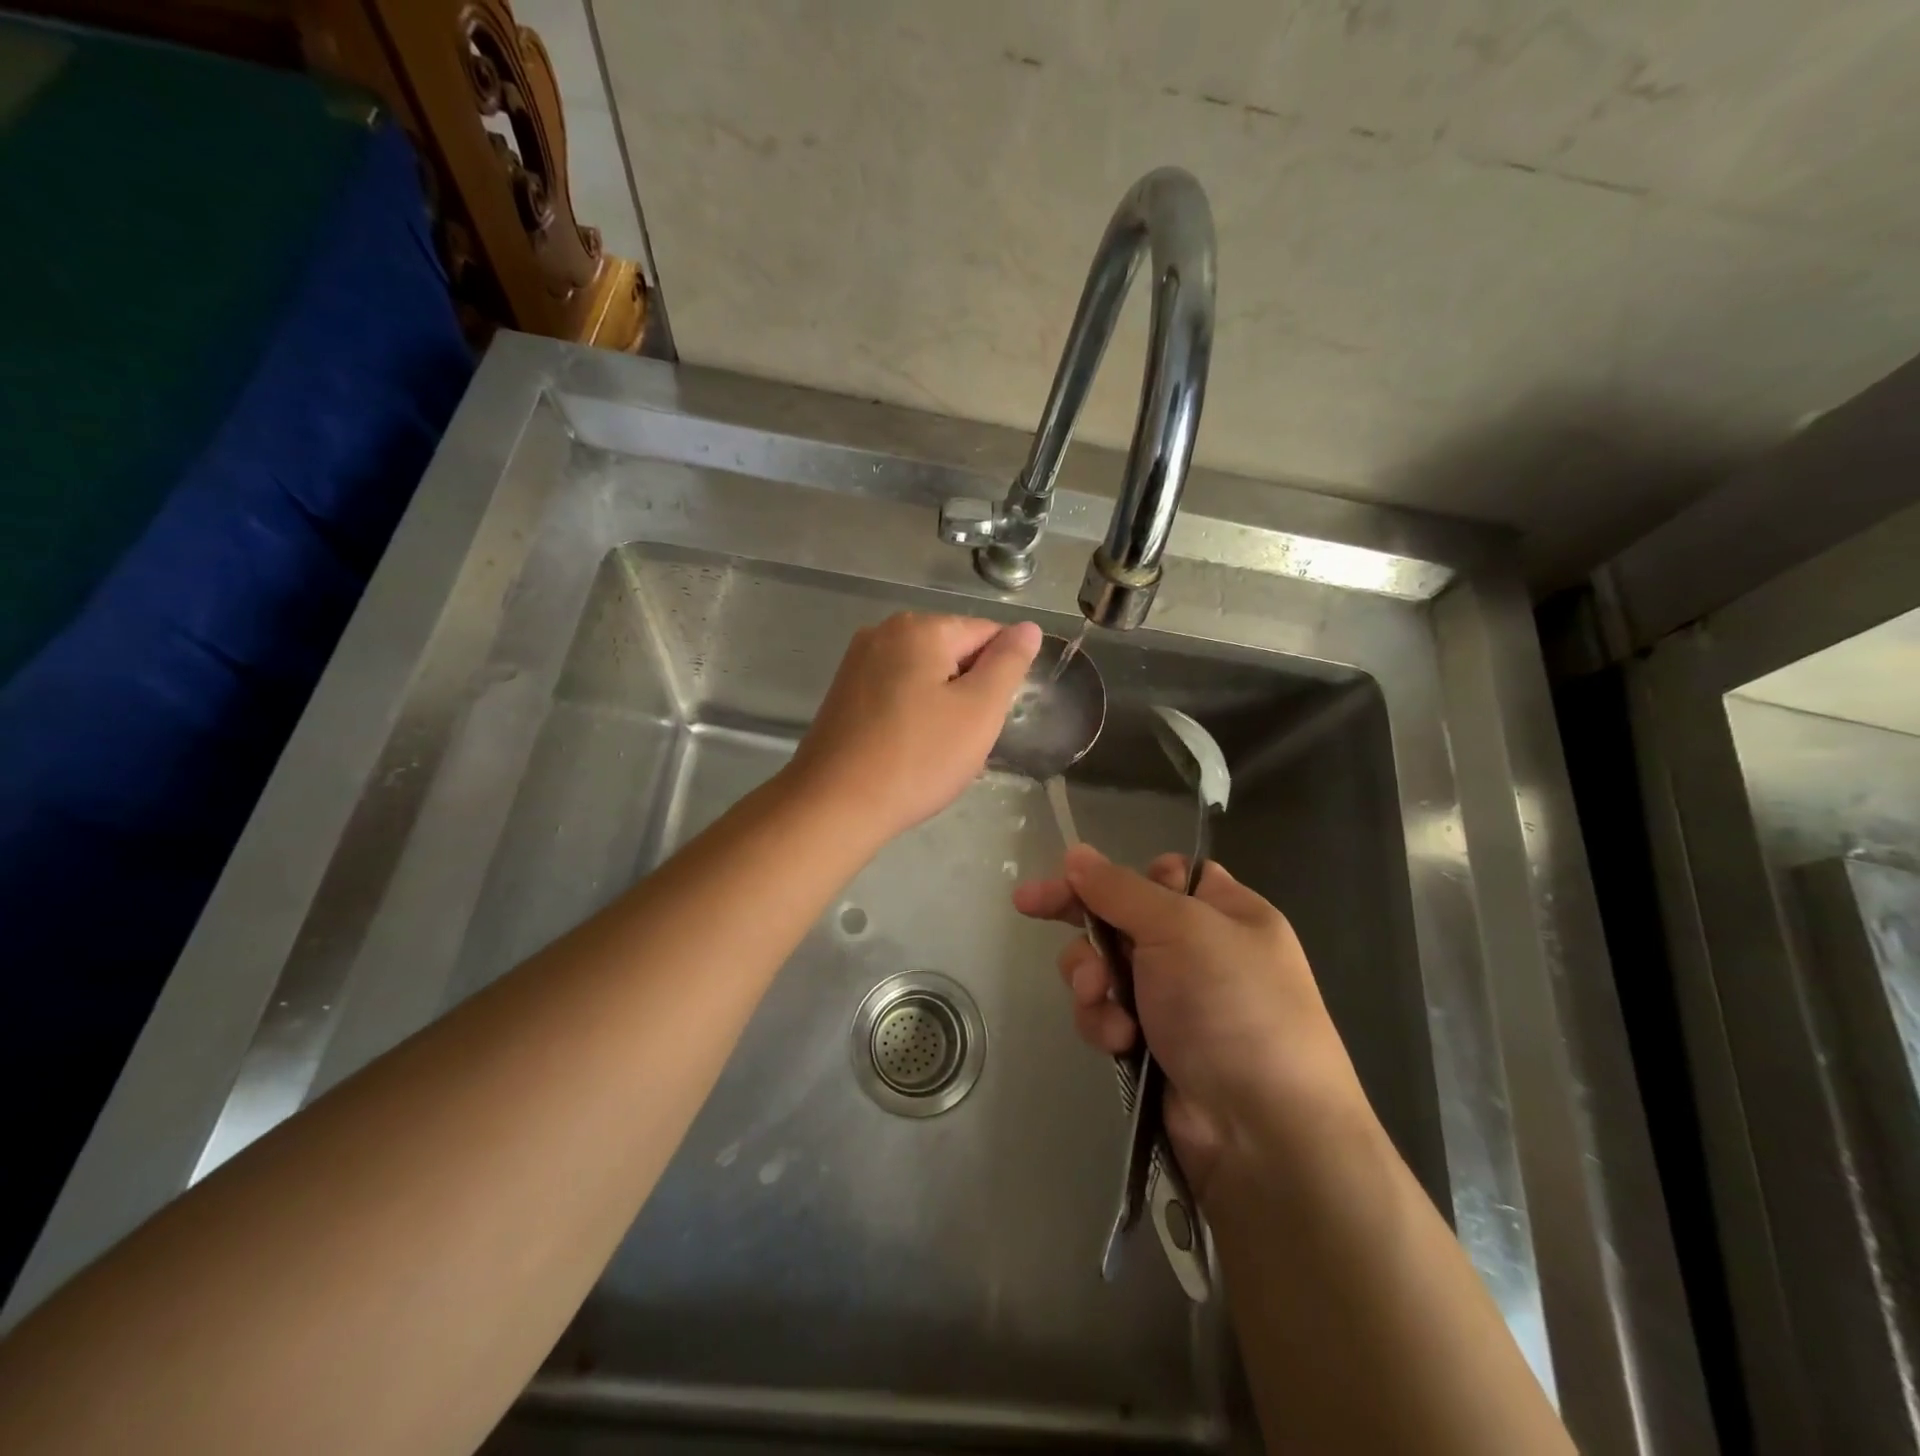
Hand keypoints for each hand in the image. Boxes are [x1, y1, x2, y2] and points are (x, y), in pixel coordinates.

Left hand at [789, 613, 1040, 843]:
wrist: (834, 805)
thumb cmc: (917, 757)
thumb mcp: (979, 711)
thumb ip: (1008, 663)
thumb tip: (1028, 628)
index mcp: (920, 627)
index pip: (987, 633)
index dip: (1001, 675)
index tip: (992, 717)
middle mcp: (884, 632)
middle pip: (953, 652)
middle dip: (970, 692)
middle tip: (967, 740)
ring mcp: (858, 662)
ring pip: (925, 677)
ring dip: (944, 708)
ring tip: (939, 751)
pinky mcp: (844, 693)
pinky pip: (897, 694)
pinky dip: (914, 716)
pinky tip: (912, 751)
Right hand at [1013, 846, 1369, 1198]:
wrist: (1262, 1133)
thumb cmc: (1231, 1007)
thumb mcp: (1179, 929)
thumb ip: (1119, 889)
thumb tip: (1075, 852)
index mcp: (1226, 912)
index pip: (1164, 873)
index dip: (1124, 876)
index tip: (1077, 875)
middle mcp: (1201, 951)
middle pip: (1122, 917)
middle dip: (1085, 923)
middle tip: (1029, 905)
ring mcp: (1176, 1000)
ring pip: (1105, 966)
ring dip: (1092, 978)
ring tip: (1099, 997)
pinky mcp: (1152, 1044)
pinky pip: (1107, 1012)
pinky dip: (1104, 1021)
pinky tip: (1118, 1041)